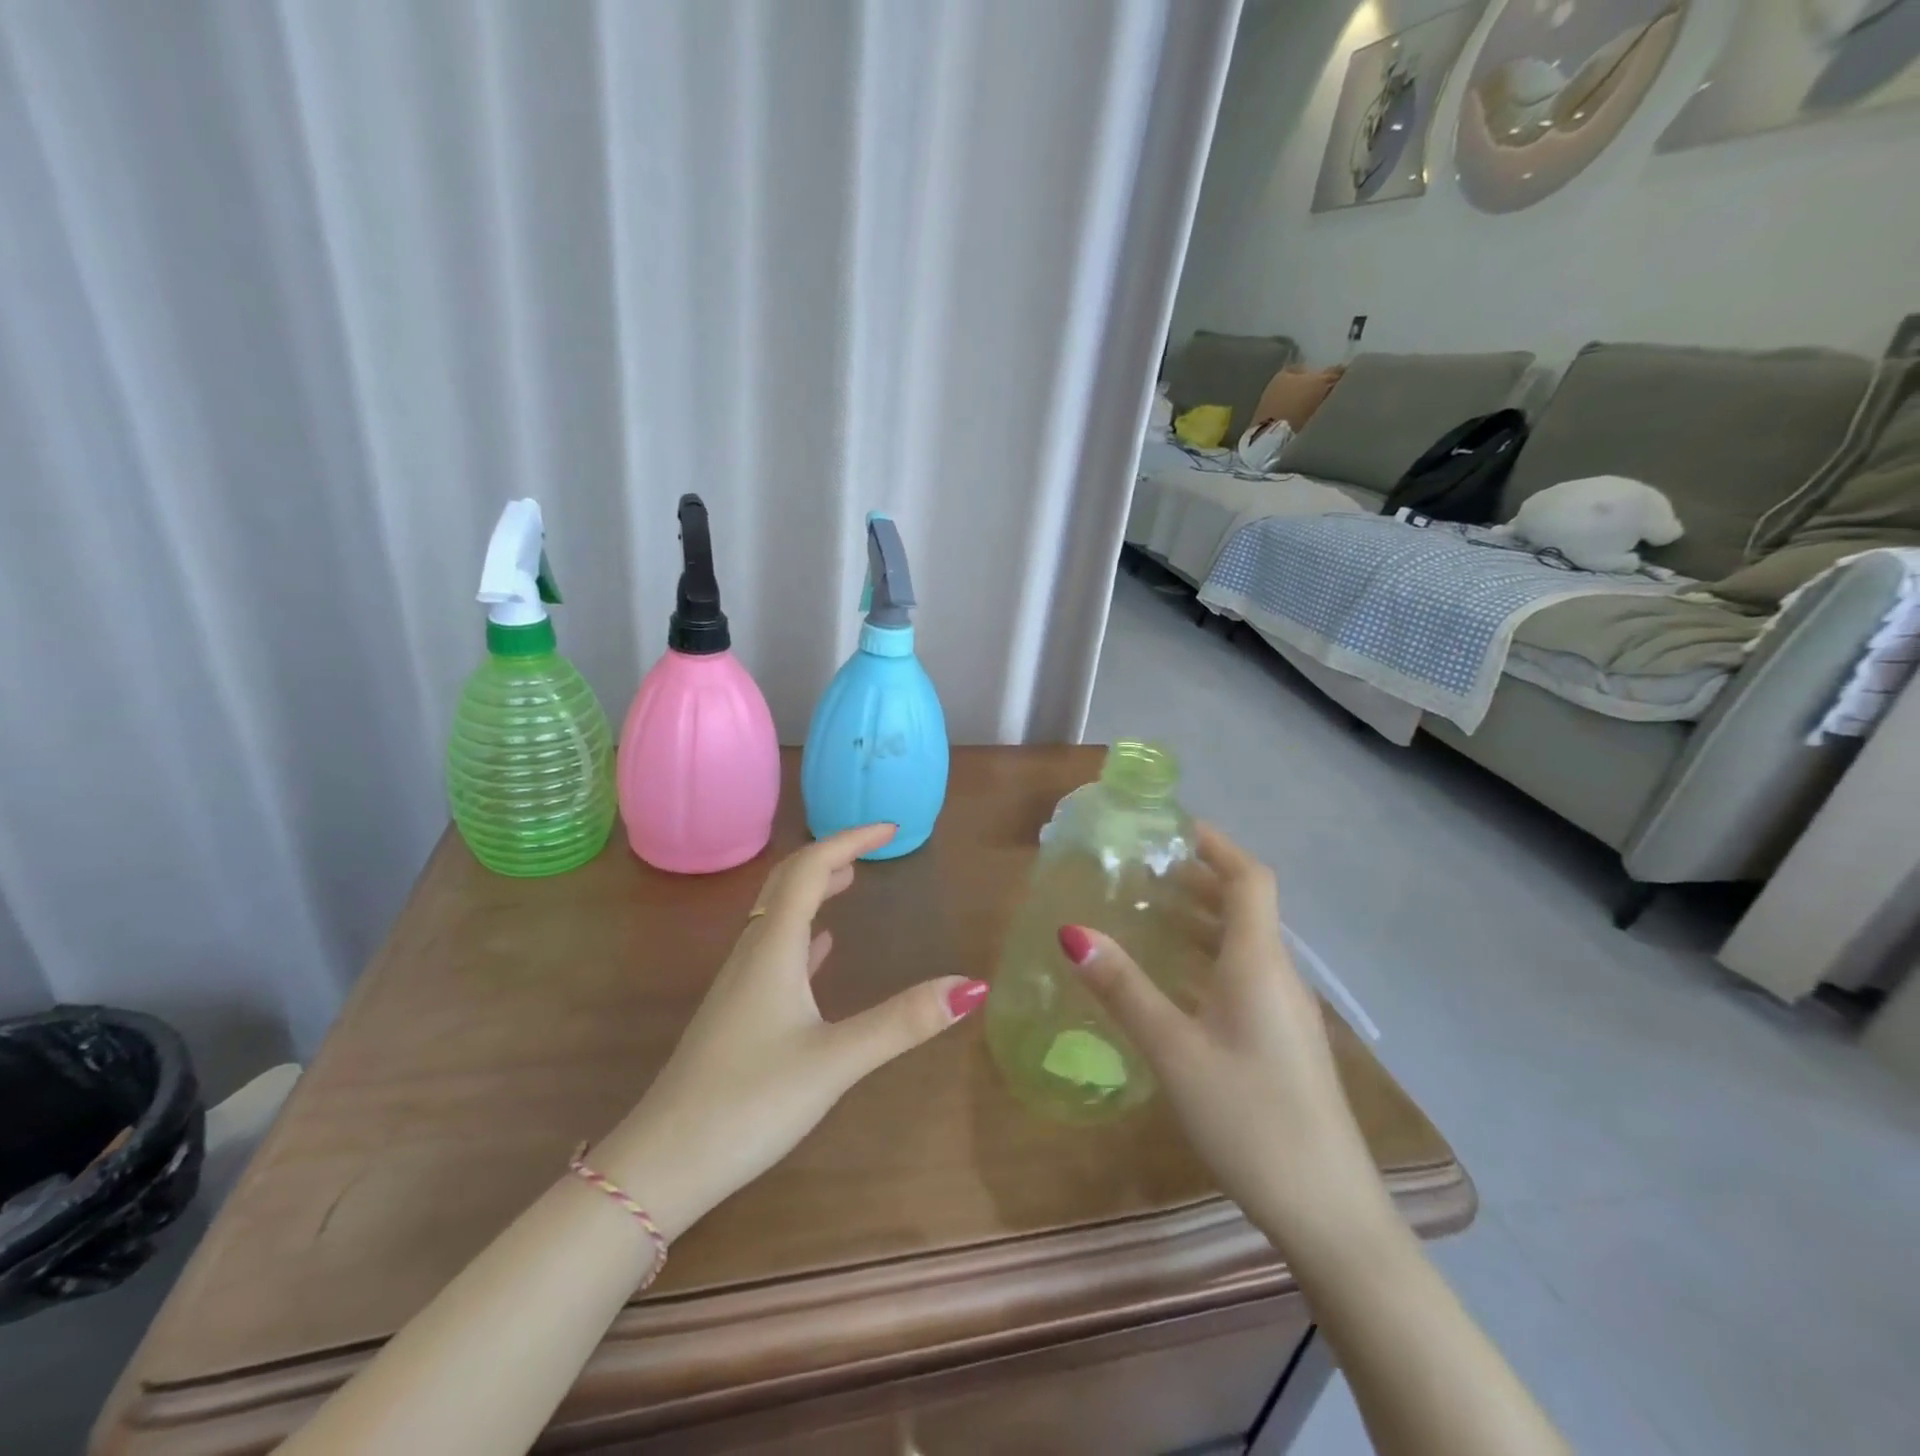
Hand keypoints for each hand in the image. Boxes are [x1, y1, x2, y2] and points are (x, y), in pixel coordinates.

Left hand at [593, 823, 987, 1238]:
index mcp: (774, 948)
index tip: (891, 829)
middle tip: (872, 849)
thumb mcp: (835, 1061)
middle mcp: (753, 953)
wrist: (663, 1164)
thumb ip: (902, 1022)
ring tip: (849, 881)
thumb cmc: (749, 1103)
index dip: (849, 840)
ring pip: (778, 915)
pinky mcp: (737, 1014)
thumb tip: (971, 985)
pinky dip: (803, 934)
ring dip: (814, 890)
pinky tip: (819, 949)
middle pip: (787, 883)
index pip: (809, 869)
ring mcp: (740, 984)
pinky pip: (774, 952)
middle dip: (830, 856)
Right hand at [1058, 823, 1387, 1248]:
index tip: (1174, 828)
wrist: (1329, 1212)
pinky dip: (1210, 957)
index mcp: (1259, 962)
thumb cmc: (1250, 1118)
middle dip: (1200, 879)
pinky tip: (1176, 982)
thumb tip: (1073, 932)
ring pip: (1245, 944)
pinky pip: (1245, 976)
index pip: (1249, 878)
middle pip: (1246, 906)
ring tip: (1151, 914)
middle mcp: (1279, 975)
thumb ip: (1123, 989)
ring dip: (1203, 919)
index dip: (1217, 845)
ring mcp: (1286, 1011)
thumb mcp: (1174, 1050)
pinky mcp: (1284, 1041)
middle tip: (1146, 870)